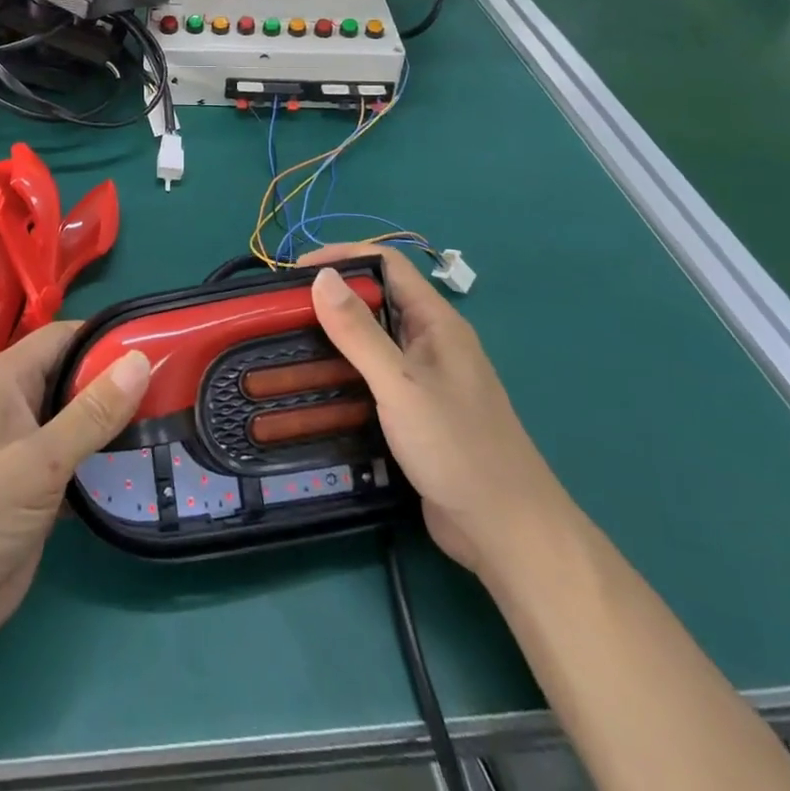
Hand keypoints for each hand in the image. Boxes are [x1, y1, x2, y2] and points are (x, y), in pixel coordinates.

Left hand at [0, 323, 150, 640]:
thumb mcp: (40, 460)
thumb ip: (93, 412)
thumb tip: (141, 360)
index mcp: (6, 380)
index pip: (63, 338)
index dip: (105, 338)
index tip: (157, 344)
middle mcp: (15, 405)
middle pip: (73, 378)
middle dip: (117, 383)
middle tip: (173, 386)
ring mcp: (24, 449)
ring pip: (77, 421)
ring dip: (114, 425)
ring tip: (170, 421)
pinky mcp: (34, 489)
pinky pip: (76, 461)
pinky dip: (103, 463)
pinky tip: (143, 467)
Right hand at [302, 244, 567, 574]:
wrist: (507, 533)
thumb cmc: (458, 448)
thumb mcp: (400, 384)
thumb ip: (359, 331)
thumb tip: (320, 276)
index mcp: (436, 322)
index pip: (386, 264)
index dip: (342, 257)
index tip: (296, 271)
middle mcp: (430, 343)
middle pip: (376, 301)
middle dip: (331, 299)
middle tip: (282, 312)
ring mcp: (424, 380)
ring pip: (371, 343)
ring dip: (333, 340)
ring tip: (287, 346)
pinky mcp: (414, 414)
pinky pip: (372, 379)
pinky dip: (344, 376)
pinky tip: (315, 389)